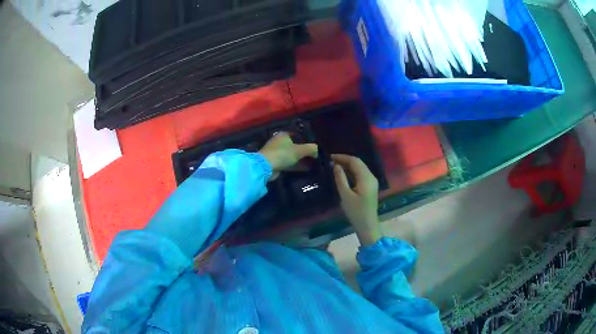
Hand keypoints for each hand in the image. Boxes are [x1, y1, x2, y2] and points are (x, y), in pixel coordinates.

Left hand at [259, 132, 317, 179]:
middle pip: (295, 145)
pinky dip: (295, 165)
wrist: (265, 167)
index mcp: (283, 135)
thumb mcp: (300, 150)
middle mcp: (279, 142)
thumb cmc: (282, 154)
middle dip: (304, 151)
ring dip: (300, 159)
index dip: (306, 140)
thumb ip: (310, 149)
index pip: (297, 135)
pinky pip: (288, 163)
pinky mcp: (275, 162)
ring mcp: (276, 152)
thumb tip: (317, 150)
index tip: (314, 147)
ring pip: (291, 155)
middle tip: (314, 156)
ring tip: (312, 163)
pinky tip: (304, 169)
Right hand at [332, 154, 380, 245]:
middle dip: (345, 159)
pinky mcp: (371, 186)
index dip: (342, 157)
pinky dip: (352, 170)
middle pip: (358, 163)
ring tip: (336, 165)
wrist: (367, 225)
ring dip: (349, 164)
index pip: (354, 161)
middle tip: (331, 160)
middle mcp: (371, 177)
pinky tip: (344, 173)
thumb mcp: (345, 195)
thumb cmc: (355, 211)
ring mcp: (372, 181)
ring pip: (360, 167)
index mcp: (366, 178)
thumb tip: (335, 165)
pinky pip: (361, 173)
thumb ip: (340, 178)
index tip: (330, 157)